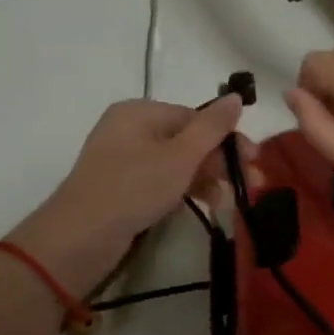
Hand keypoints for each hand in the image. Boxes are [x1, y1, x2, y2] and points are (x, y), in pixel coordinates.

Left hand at [10, 96, 246, 293]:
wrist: (79, 238)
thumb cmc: (133, 187)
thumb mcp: (181, 156)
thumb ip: (212, 127)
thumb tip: (236, 96)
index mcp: (140, 111)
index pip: (195, 117)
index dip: (227, 138)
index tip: (253, 161)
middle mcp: (129, 129)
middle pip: (186, 139)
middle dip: (220, 161)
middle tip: (252, 184)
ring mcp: (122, 160)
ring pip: (176, 162)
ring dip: (206, 178)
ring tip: (230, 202)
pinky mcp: (120, 188)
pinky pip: (160, 180)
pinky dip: (184, 189)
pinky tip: (206, 205)